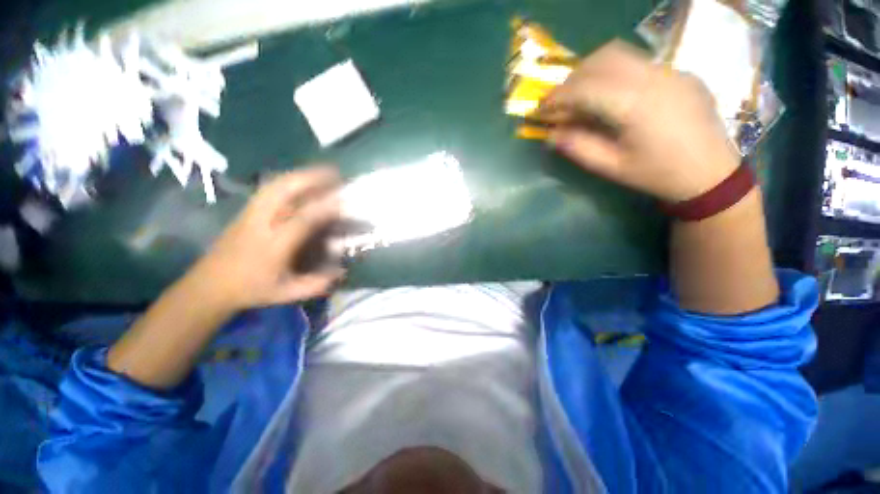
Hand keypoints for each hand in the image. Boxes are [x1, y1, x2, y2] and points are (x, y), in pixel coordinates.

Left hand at [192, 166, 343, 311]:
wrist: (209, 285)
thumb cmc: (251, 290)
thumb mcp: (287, 293)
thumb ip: (317, 284)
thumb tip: (343, 271)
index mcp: (273, 246)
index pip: (301, 220)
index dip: (323, 208)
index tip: (343, 201)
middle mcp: (260, 224)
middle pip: (281, 190)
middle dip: (310, 178)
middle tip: (334, 173)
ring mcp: (250, 214)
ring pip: (274, 185)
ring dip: (300, 175)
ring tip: (321, 173)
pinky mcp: (245, 211)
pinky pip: (270, 188)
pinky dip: (289, 180)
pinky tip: (302, 181)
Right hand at [539, 40, 738, 202]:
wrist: (710, 173)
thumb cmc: (657, 174)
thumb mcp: (611, 167)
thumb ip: (579, 148)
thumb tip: (551, 135)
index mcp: (635, 105)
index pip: (586, 87)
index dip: (558, 96)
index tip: (541, 109)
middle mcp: (653, 77)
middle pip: (602, 59)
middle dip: (572, 78)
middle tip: (559, 101)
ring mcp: (670, 70)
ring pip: (620, 53)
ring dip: (592, 70)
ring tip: (581, 94)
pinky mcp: (678, 72)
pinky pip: (638, 61)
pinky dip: (613, 72)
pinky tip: (610, 95)